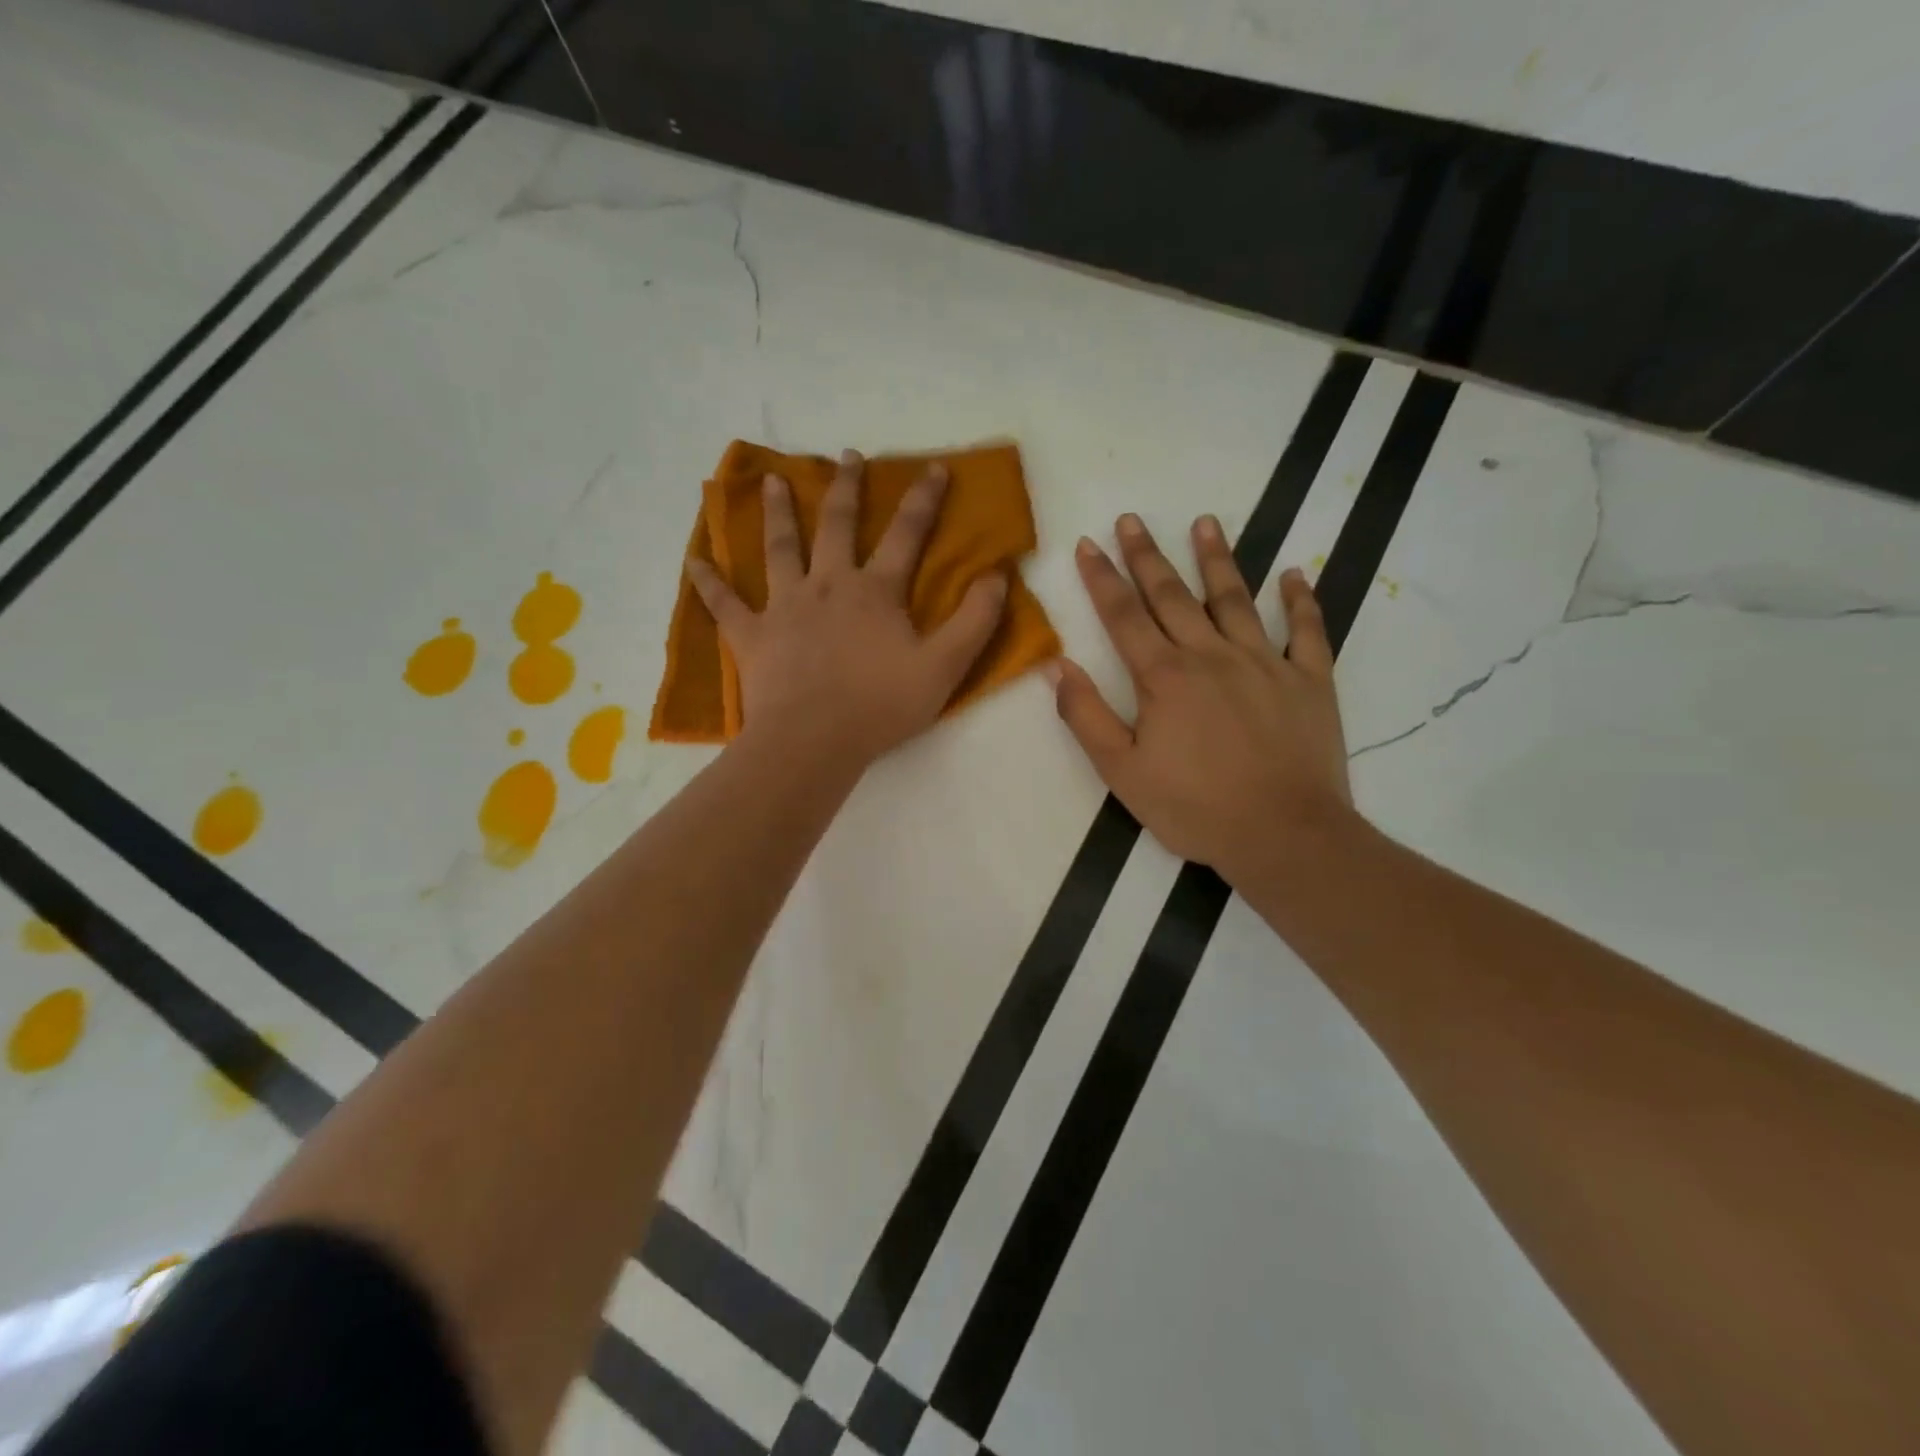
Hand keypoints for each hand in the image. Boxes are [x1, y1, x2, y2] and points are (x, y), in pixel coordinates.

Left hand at [687, 451, 1008, 768]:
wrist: (813, 740)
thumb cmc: (881, 705)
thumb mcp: (945, 667)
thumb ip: (975, 621)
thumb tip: (997, 576)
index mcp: (875, 591)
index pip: (906, 535)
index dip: (924, 500)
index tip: (934, 468)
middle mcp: (827, 585)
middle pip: (836, 525)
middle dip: (846, 488)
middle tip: (847, 456)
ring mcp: (784, 607)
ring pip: (779, 548)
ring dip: (778, 512)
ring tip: (774, 481)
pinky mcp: (751, 635)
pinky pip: (724, 603)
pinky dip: (708, 581)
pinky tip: (693, 559)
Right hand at [1049, 512, 1353, 880]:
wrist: (1283, 834)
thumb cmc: (1194, 807)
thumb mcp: (1122, 772)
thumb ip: (1086, 716)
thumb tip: (1058, 666)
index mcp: (1164, 677)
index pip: (1124, 616)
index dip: (1102, 578)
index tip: (1087, 543)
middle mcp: (1212, 656)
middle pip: (1173, 596)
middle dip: (1147, 556)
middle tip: (1132, 519)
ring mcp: (1265, 664)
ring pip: (1235, 600)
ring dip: (1217, 560)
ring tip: (1205, 523)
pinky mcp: (1309, 681)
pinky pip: (1307, 632)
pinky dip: (1301, 601)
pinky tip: (1294, 575)